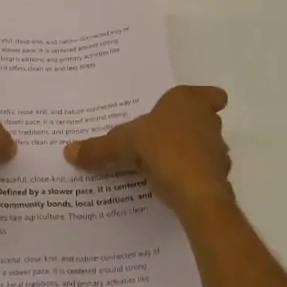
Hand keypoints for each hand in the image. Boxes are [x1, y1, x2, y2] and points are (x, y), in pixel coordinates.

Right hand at [64, 85, 233, 217]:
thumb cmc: (162, 149)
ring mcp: (218, 151)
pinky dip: (190, 177)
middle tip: (161, 138)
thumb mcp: (122, 145)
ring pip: (205, 147)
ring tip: (161, 164)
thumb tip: (68, 152)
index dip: (205, 100)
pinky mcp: (218, 178)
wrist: (196, 192)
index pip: (211, 94)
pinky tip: (170, 185)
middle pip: (205, 121)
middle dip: (188, 129)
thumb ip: (98, 148)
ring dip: (189, 154)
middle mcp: (208, 122)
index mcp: (187, 102)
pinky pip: (202, 173)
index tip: (190, 110)